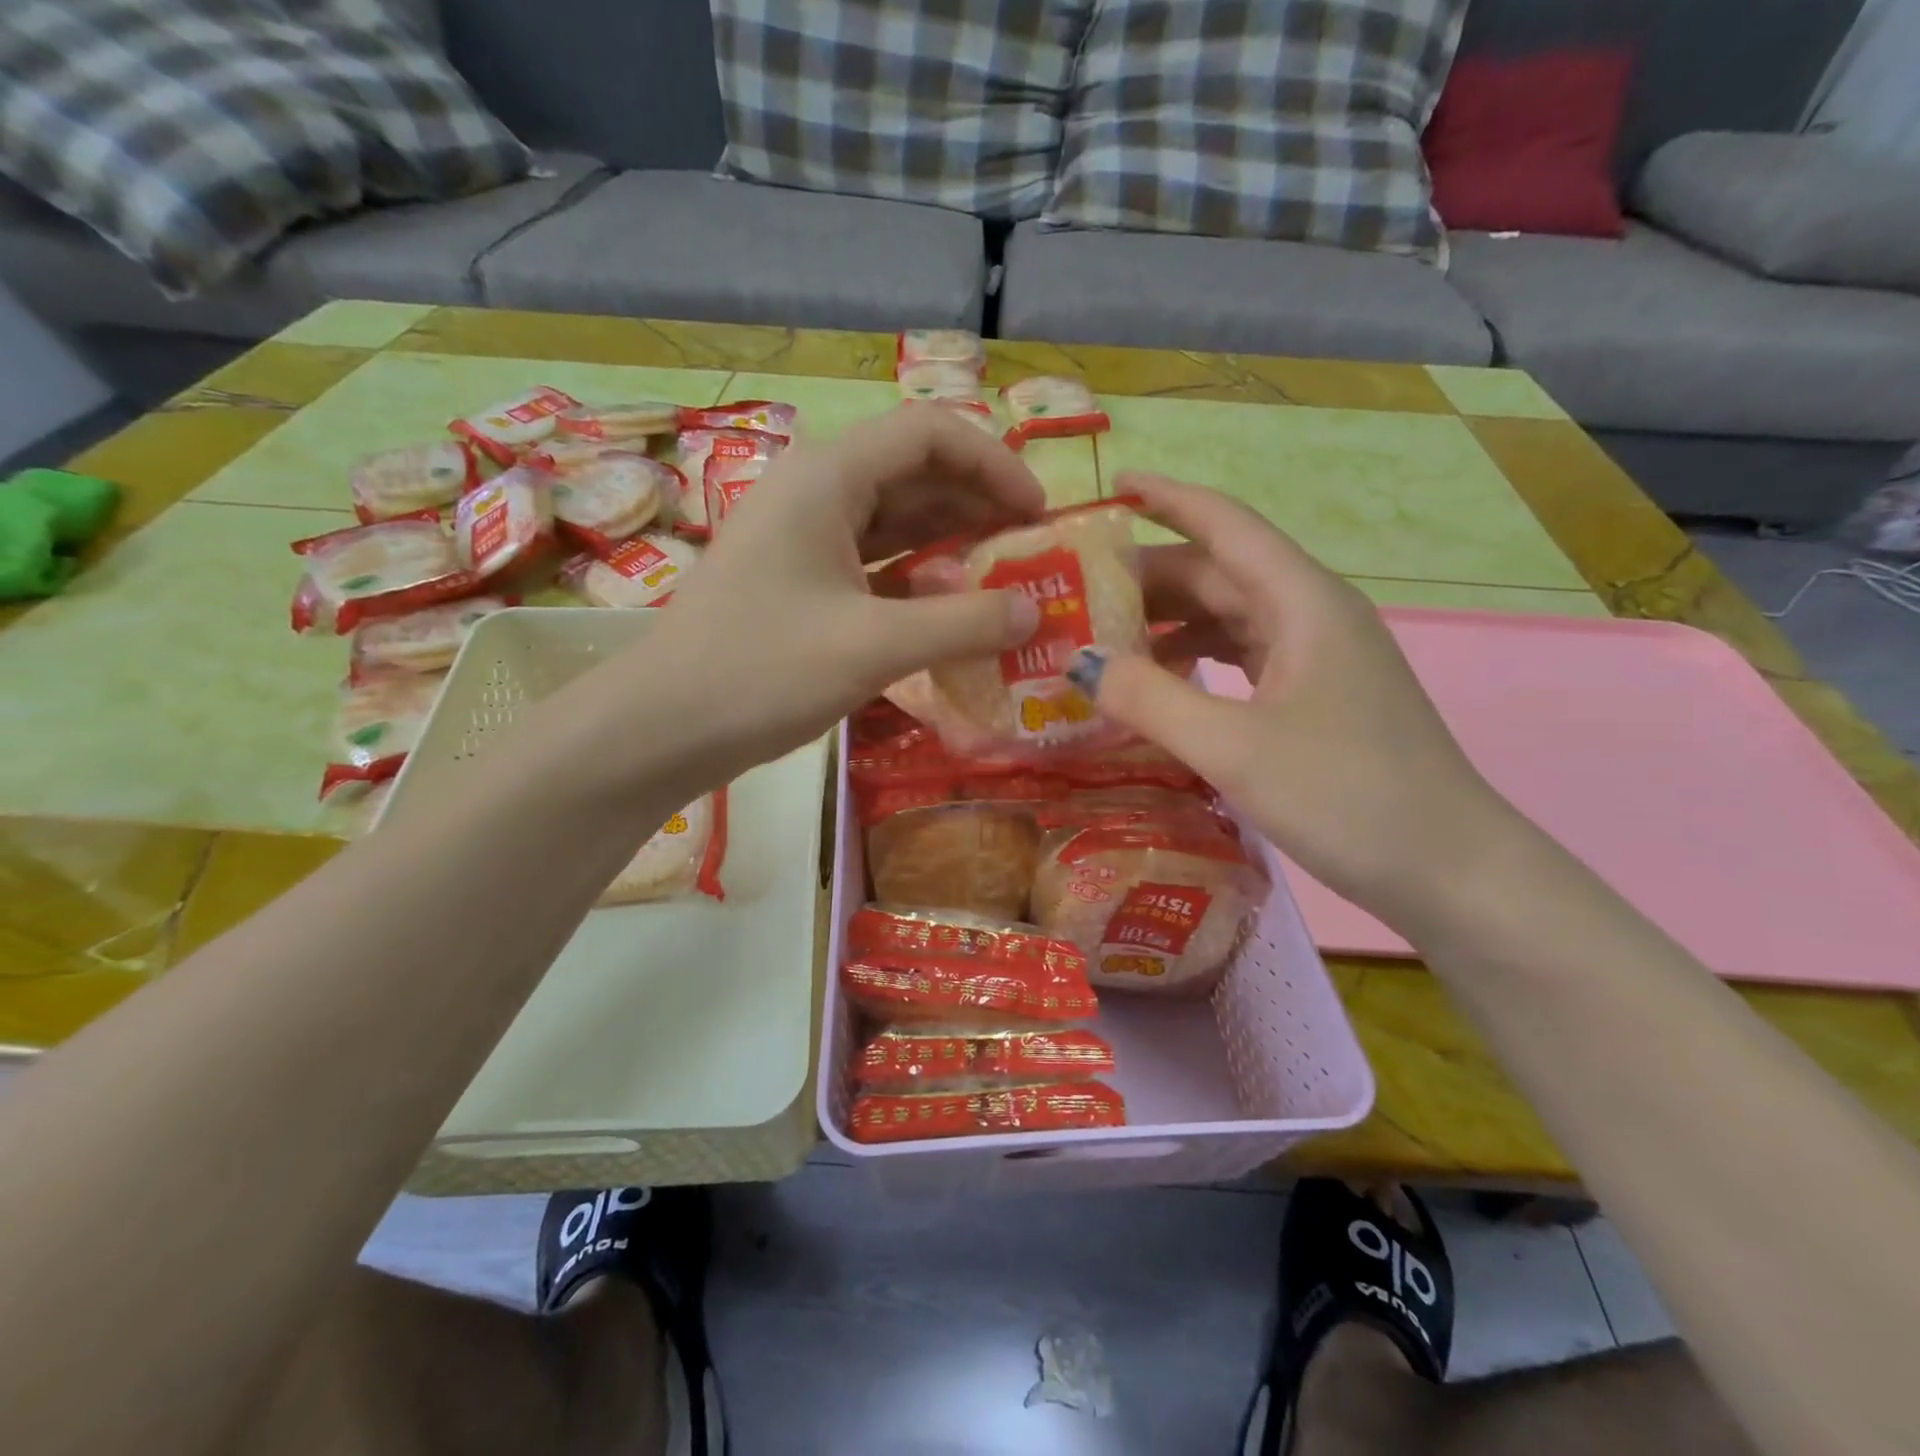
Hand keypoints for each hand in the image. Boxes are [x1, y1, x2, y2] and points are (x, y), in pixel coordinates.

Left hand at [631, 405, 1045, 782]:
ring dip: (950, 544)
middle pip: (914, 473)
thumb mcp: (873, 646)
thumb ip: (961, 624)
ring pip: (894, 521)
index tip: (1038, 515)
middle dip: (978, 505)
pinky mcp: (799, 582)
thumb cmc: (762, 671)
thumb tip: (1034, 613)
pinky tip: (949, 612)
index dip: (994, 463)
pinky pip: (872, 564)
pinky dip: (916, 581)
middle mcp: (815, 493)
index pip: (930, 433)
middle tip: (1030, 552)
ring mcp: (803, 539)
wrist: (664, 727)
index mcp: (828, 478)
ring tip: (1002, 581)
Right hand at [1079, 474, 1517, 922]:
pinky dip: (1193, 662)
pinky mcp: (1315, 699)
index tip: (1110, 487)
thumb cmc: (1348, 795)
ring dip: (1167, 623)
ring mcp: (1317, 659)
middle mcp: (1312, 616)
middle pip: (1219, 573)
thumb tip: (1081, 665)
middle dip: (1149, 577)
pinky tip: (1158, 686)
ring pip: (1228, 618)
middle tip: (1077, 593)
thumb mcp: (1235, 747)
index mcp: (1303, 603)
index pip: (1225, 525)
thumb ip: (1151, 700)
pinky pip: (1241, 659)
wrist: (1450, 870)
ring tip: (1103, 640)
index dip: (1166, 499)